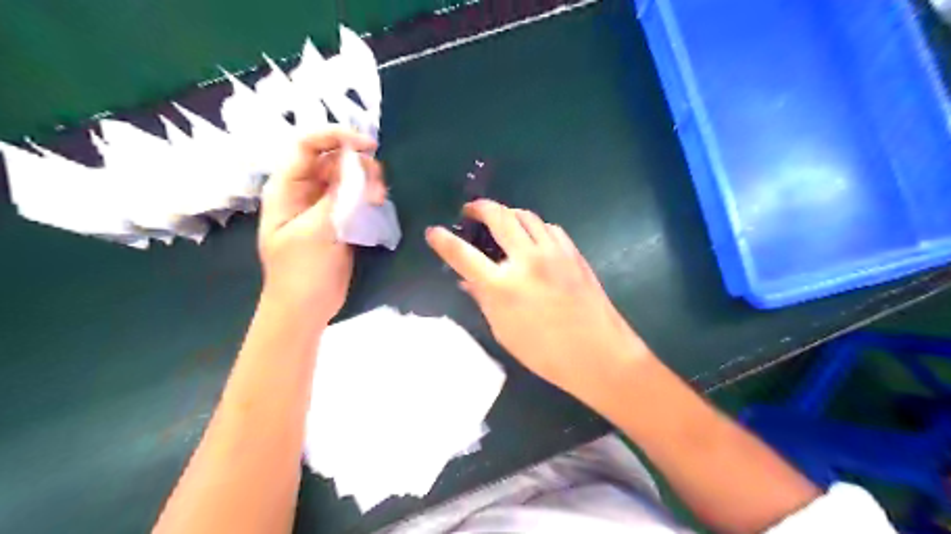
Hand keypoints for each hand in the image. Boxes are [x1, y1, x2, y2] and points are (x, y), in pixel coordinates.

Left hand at [259, 128, 385, 322]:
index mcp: (287, 188)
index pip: (307, 145)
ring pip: (347, 178)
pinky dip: (368, 196)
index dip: (336, 136)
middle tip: (377, 186)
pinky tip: (376, 206)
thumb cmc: (301, 272)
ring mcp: (322, 206)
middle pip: (332, 159)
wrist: (305, 309)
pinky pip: (355, 197)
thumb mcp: (317, 231)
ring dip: (366, 182)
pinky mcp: (338, 221)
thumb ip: (338, 197)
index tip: (368, 145)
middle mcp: (304, 191)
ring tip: (377, 201)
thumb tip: (357, 165)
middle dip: (357, 165)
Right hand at [427, 202, 649, 405]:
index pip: (463, 256)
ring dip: (508, 213)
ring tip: (500, 221)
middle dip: (479, 207)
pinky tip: (533, 238)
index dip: (443, 241)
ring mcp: (553, 252)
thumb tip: (467, 281)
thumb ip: (484, 300)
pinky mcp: (573, 253)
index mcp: (503, 286)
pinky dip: (535, 226)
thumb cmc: (545, 353)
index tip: (433, 232)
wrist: (598, 354)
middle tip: (470, 211)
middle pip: (498, 217)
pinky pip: (549, 228)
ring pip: (526, 215)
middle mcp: (526, 260)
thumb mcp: (504, 331)